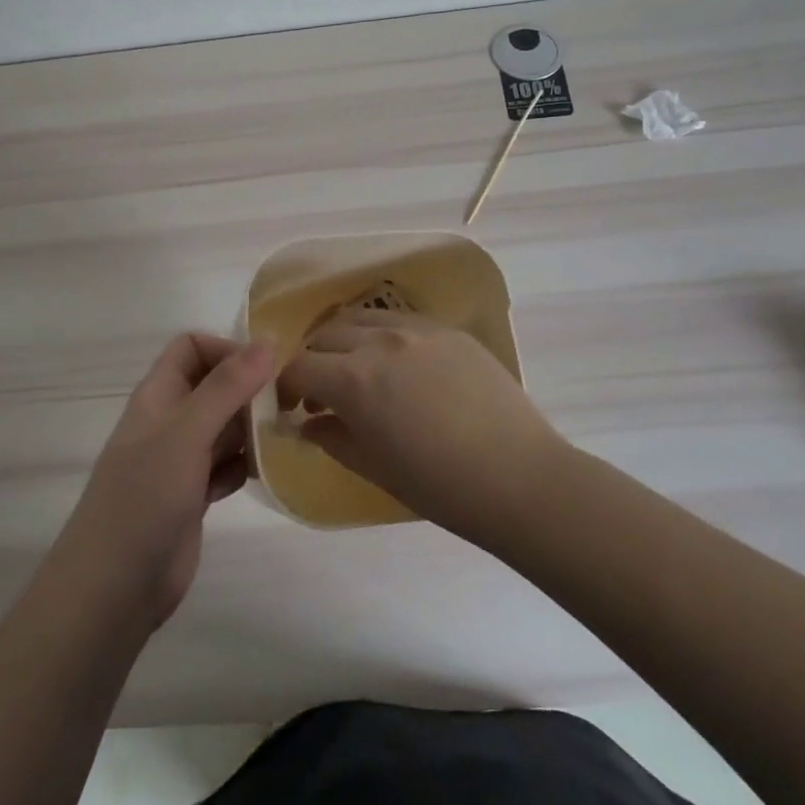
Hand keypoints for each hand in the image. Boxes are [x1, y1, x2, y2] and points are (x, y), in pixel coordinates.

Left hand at [53, 334, 273, 630]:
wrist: (114, 587)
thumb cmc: (145, 497)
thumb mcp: (187, 433)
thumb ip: (227, 386)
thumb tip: (268, 339)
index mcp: (159, 395)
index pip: (192, 348)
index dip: (227, 350)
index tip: (266, 370)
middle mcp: (170, 421)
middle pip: (215, 386)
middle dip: (250, 391)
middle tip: (289, 405)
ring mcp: (180, 460)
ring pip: (225, 427)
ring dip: (253, 429)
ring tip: (285, 438)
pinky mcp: (193, 495)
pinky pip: (227, 465)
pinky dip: (246, 465)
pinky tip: (266, 474)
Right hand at [279, 309, 567, 540]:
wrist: (519, 478)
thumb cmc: (440, 486)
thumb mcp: (373, 467)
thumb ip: (331, 437)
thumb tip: (307, 422)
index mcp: (354, 379)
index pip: (299, 366)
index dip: (285, 386)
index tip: (291, 407)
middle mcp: (380, 341)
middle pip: (325, 334)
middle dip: (313, 361)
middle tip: (322, 394)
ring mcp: (418, 329)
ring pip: (361, 317)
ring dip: (346, 341)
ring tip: (357, 371)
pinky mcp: (449, 330)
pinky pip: (401, 320)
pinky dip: (383, 336)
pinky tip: (400, 366)